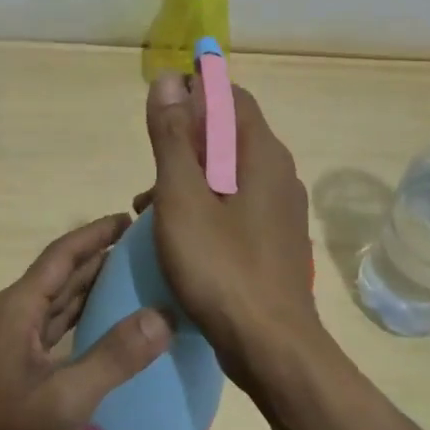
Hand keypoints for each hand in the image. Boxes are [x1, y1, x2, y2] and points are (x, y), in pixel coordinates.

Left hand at [0, 214, 172, 429]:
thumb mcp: (66, 399)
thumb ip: (113, 357)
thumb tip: (162, 316)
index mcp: (18, 307)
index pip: (61, 255)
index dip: (94, 234)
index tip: (129, 219)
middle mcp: (14, 315)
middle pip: (61, 275)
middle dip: (99, 257)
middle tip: (144, 249)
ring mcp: (15, 343)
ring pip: (59, 302)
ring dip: (93, 287)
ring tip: (135, 278)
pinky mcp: (20, 369)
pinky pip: (58, 329)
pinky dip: (84, 320)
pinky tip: (110, 327)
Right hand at [140, 73, 318, 385]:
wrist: (271, 349)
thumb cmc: (221, 268)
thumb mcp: (183, 198)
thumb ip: (174, 137)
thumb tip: (169, 80)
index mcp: (262, 154)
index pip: (231, 97)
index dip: (194, 94)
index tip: (159, 115)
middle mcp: (279, 174)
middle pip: (228, 135)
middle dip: (185, 144)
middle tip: (149, 173)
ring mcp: (280, 210)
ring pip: (228, 174)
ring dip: (189, 179)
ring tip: (150, 211)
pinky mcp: (274, 240)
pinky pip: (235, 205)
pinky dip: (204, 207)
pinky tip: (177, 237)